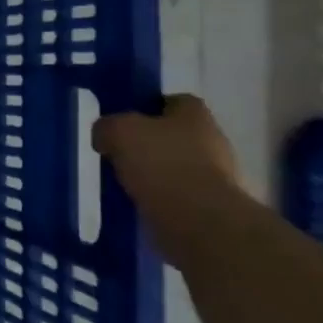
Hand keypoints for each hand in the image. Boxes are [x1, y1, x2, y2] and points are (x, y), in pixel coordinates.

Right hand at [92, 95, 245, 258]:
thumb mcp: (119, 132)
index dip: (147, 107)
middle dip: (150, 143)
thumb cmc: (161, 163)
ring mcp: (216, 176)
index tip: (123, 121)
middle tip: (119, 152)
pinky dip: (160, 199)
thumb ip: (107, 126)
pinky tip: (139, 204)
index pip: (173, 101)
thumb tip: (105, 136)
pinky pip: (178, 195)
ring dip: (154, 173)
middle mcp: (212, 140)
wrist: (198, 222)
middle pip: (175, 135)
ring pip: (176, 166)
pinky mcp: (212, 207)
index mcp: (195, 114)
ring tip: (124, 182)